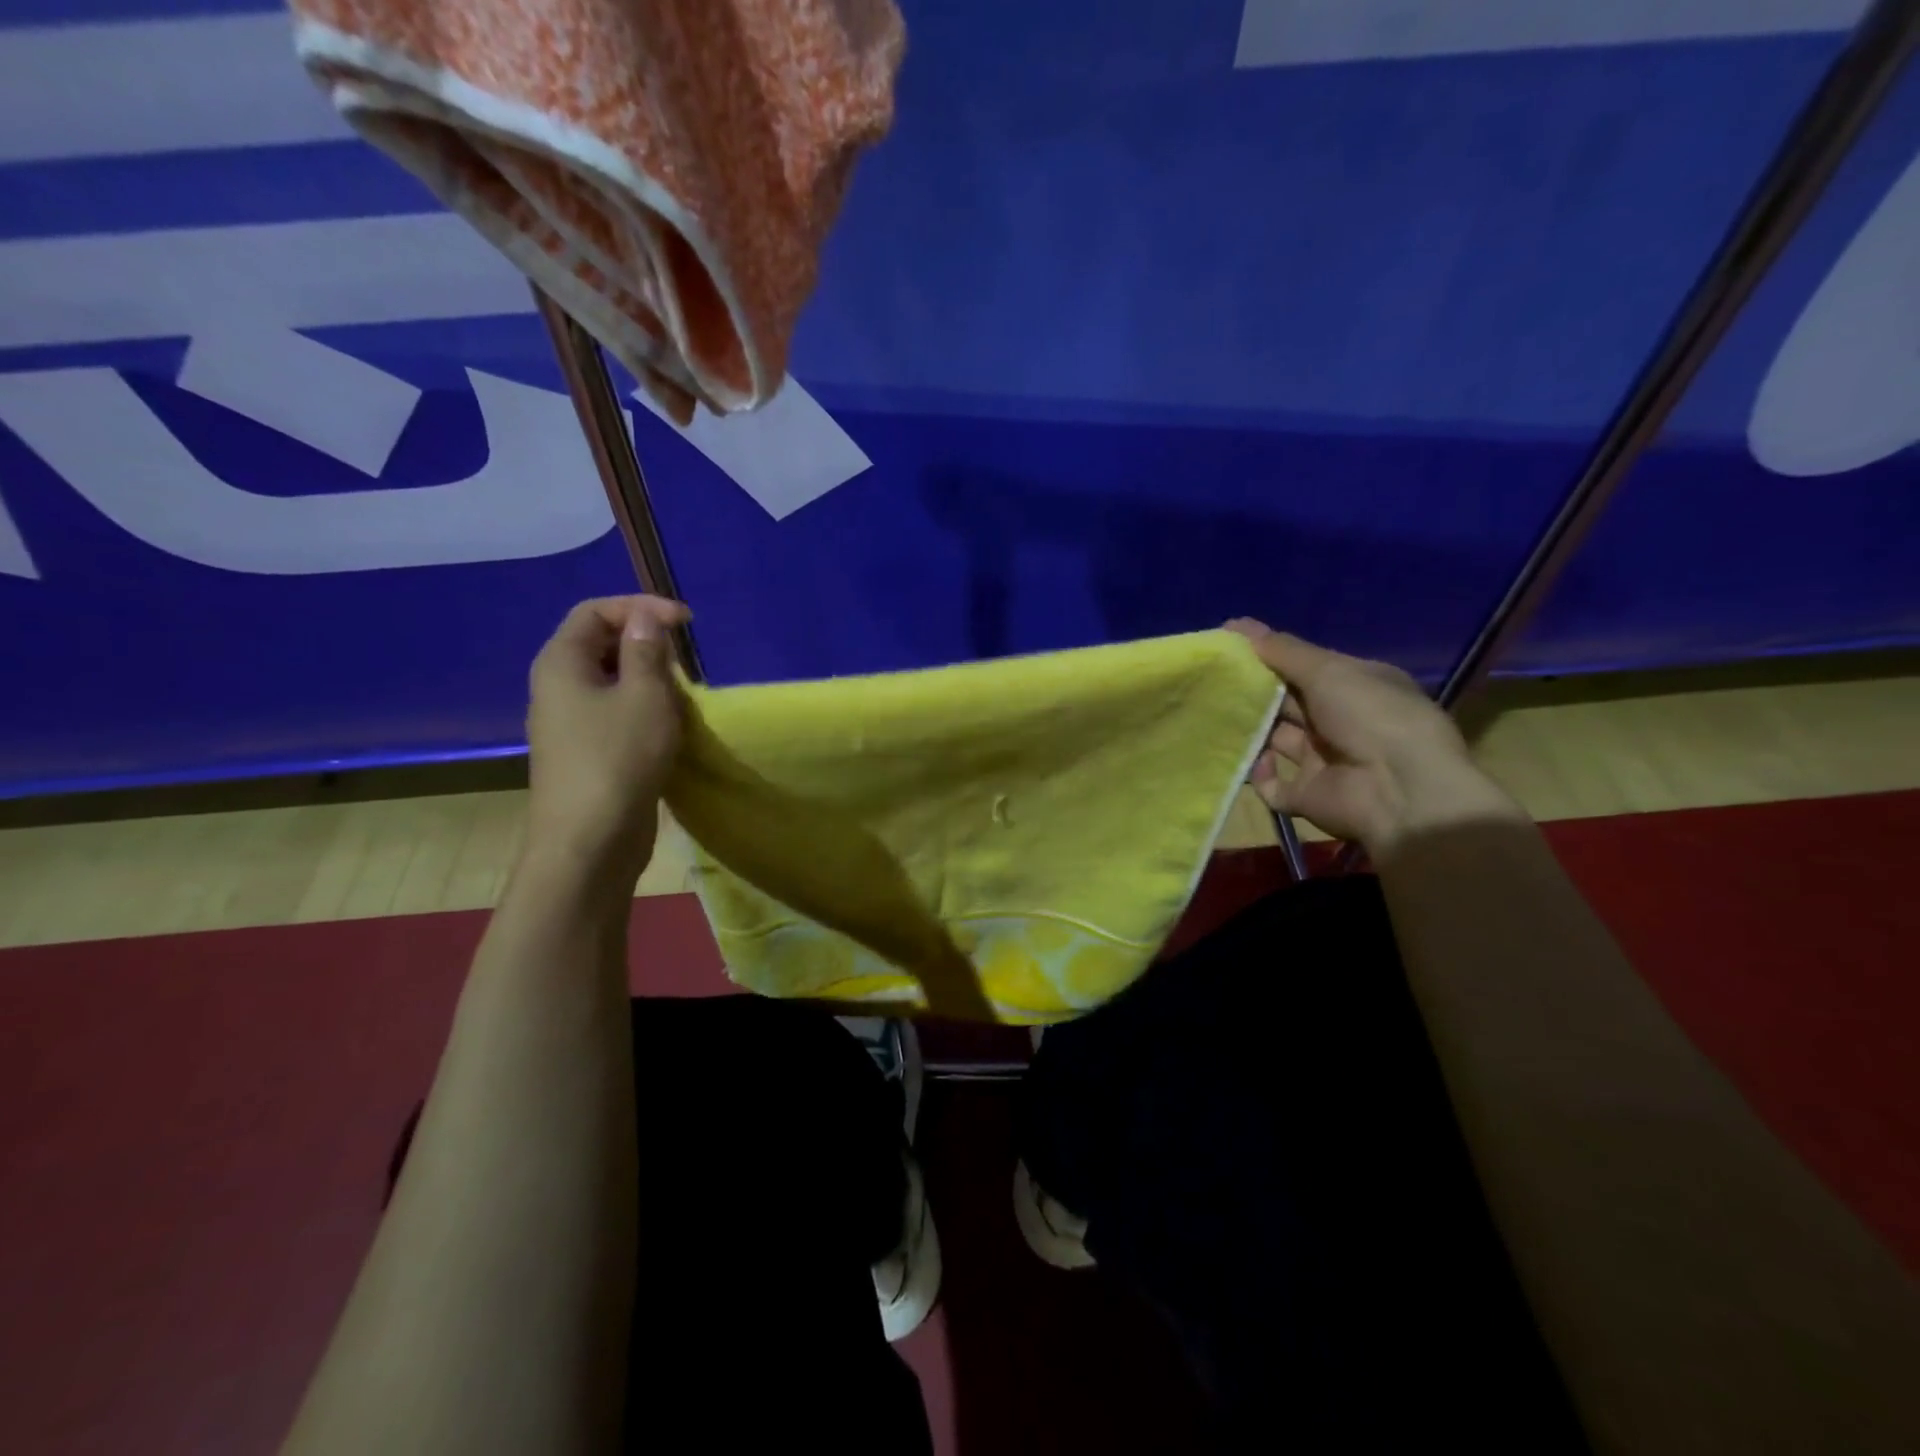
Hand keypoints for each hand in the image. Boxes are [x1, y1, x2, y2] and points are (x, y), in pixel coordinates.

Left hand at [525, 595, 691, 882]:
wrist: (590, 841)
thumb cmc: (619, 758)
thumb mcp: (645, 696)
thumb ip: (647, 651)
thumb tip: (647, 618)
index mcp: (562, 663)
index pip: (595, 611)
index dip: (640, 607)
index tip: (686, 622)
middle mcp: (557, 686)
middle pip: (600, 643)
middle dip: (645, 641)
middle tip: (685, 658)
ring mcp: (569, 722)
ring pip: (610, 681)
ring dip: (648, 677)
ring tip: (683, 691)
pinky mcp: (586, 752)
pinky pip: (614, 712)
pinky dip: (643, 707)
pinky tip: (669, 724)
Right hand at [1226, 620, 1523, 855]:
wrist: (1400, 791)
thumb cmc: (1370, 716)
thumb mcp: (1328, 670)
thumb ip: (1281, 650)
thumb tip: (1235, 625)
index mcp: (1355, 687)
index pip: (1306, 667)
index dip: (1269, 656)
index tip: (1229, 648)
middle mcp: (1340, 722)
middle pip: (1286, 703)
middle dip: (1254, 692)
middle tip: (1212, 680)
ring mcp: (1324, 761)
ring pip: (1274, 741)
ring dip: (1249, 730)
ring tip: (1215, 716)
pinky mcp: (1308, 796)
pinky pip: (1272, 785)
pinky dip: (1260, 774)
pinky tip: (1256, 761)